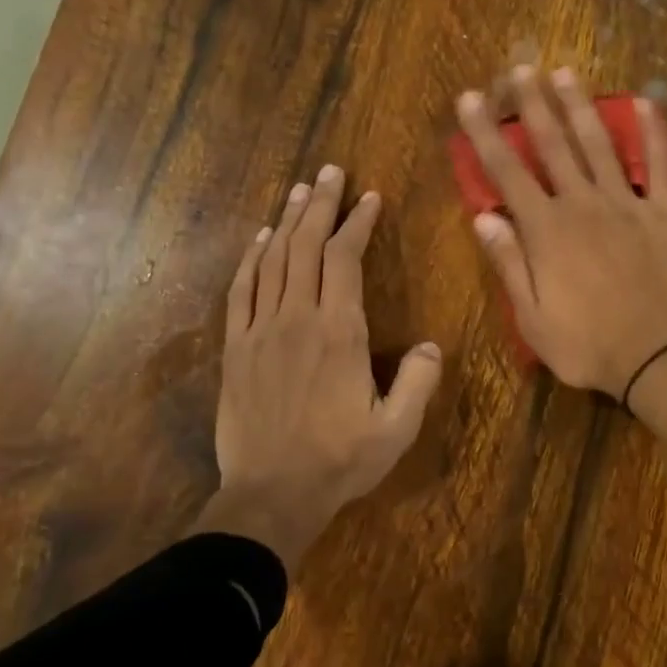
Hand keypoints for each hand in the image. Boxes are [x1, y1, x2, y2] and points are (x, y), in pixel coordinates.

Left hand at [197, 165, 442, 570]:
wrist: (271, 495)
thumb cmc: (340, 462)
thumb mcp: (397, 430)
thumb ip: (419, 382)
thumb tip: (431, 344)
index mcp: (340, 333)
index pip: (345, 259)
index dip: (357, 222)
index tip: (369, 197)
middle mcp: (297, 319)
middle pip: (305, 246)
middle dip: (321, 205)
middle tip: (330, 172)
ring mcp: (260, 331)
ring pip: (273, 260)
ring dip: (286, 221)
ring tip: (300, 190)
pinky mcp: (236, 348)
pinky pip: (241, 291)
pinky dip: (250, 259)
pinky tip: (259, 239)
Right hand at [456, 66, 666, 441]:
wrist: (657, 358)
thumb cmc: (587, 346)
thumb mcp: (532, 318)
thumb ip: (509, 264)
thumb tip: (484, 217)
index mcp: (546, 231)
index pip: (507, 173)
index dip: (485, 134)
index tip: (469, 99)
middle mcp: (583, 205)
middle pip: (553, 146)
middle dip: (532, 105)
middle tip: (519, 68)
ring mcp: (628, 205)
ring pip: (600, 146)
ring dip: (580, 107)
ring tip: (565, 72)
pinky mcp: (664, 215)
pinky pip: (660, 167)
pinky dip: (654, 135)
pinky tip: (647, 105)